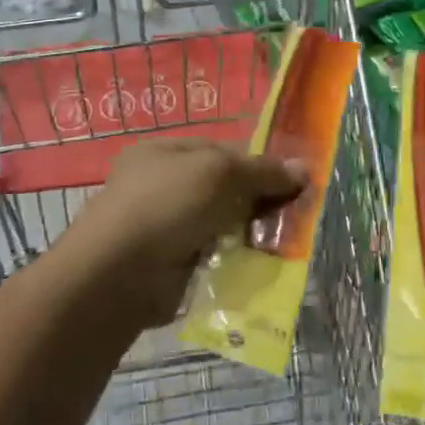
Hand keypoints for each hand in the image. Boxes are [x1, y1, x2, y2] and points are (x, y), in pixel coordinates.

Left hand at [58, 139, 306, 326]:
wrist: (119, 275)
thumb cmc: (166, 205)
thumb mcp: (218, 173)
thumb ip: (262, 170)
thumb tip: (304, 168)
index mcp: (165, 152)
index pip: (222, 150)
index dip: (258, 161)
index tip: (294, 177)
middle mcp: (163, 185)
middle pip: (224, 187)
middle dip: (259, 199)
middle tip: (297, 211)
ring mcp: (166, 226)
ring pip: (222, 223)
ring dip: (251, 231)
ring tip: (287, 240)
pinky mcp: (173, 263)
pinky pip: (215, 254)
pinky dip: (237, 258)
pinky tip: (263, 264)